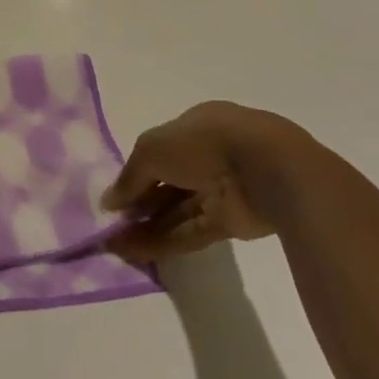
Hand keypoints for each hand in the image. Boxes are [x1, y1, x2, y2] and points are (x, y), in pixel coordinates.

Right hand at [100, 103, 319, 262]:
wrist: (268, 170)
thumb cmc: (204, 143)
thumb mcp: (151, 148)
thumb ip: (129, 176)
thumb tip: (109, 202)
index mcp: (197, 127)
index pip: (160, 150)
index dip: (136, 171)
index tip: (115, 194)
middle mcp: (210, 156)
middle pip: (168, 182)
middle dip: (139, 203)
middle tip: (110, 222)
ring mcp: (223, 190)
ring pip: (177, 210)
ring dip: (146, 226)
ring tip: (113, 242)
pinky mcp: (232, 223)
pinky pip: (191, 232)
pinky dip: (163, 242)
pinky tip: (133, 252)